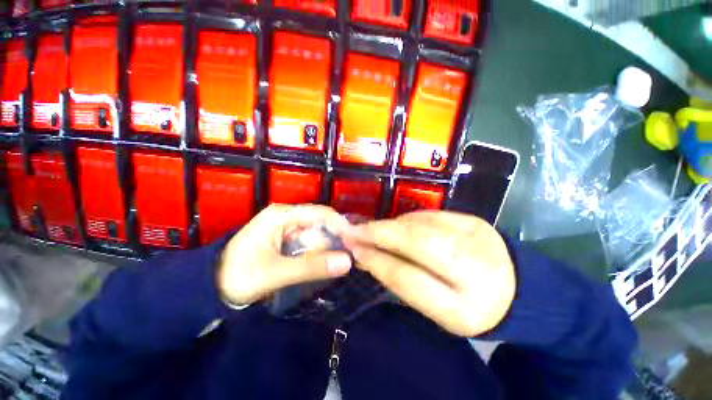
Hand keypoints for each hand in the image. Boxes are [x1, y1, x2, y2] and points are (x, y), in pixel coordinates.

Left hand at [217, 204, 352, 305]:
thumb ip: (311, 267)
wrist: (209, 288)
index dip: (340, 225)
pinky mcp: (285, 240)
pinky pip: (309, 242)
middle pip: (320, 222)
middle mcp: (286, 217)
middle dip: (335, 238)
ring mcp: (286, 228)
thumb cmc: (238, 276)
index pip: (320, 212)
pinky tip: (326, 262)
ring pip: (316, 233)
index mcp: (282, 215)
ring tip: (341, 260)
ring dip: (328, 246)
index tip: (355, 242)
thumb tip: (347, 261)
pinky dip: (318, 252)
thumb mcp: (275, 273)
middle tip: (349, 256)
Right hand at [341, 211, 515, 336]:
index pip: (407, 277)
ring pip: (420, 224)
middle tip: (353, 230)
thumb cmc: (470, 307)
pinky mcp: (473, 219)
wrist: (516, 288)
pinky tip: (398, 226)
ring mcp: (476, 236)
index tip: (353, 249)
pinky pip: (430, 215)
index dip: (376, 260)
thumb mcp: (436, 310)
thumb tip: (367, 255)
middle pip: (415, 241)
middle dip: (379, 233)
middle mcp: (474, 267)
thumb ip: (402, 281)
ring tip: (372, 229)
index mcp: (464, 308)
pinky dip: (407, 220)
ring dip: (390, 226)